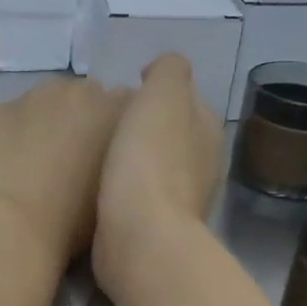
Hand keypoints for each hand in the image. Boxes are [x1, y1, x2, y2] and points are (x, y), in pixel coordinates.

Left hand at [0, 77, 128, 271]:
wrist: (13, 227)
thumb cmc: (76, 222)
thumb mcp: (119, 193)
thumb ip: (124, 163)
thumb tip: (115, 158)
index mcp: (121, 112)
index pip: (133, 106)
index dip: (122, 129)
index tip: (116, 154)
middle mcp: (84, 92)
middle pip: (92, 96)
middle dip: (88, 118)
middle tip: (78, 157)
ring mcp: (39, 95)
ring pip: (52, 101)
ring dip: (52, 120)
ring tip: (43, 159)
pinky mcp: (2, 108)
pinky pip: (18, 114)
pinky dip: (19, 131)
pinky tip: (13, 162)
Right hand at [93, 54, 223, 298]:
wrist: (140, 235)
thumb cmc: (150, 158)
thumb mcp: (162, 94)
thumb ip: (168, 70)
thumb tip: (159, 71)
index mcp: (208, 128)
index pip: (185, 98)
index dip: (156, 92)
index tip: (124, 94)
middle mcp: (204, 162)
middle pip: (171, 132)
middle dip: (144, 126)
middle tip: (105, 121)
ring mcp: (182, 197)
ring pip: (155, 164)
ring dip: (133, 156)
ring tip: (98, 151)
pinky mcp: (156, 225)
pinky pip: (139, 193)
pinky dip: (124, 185)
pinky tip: (101, 184)